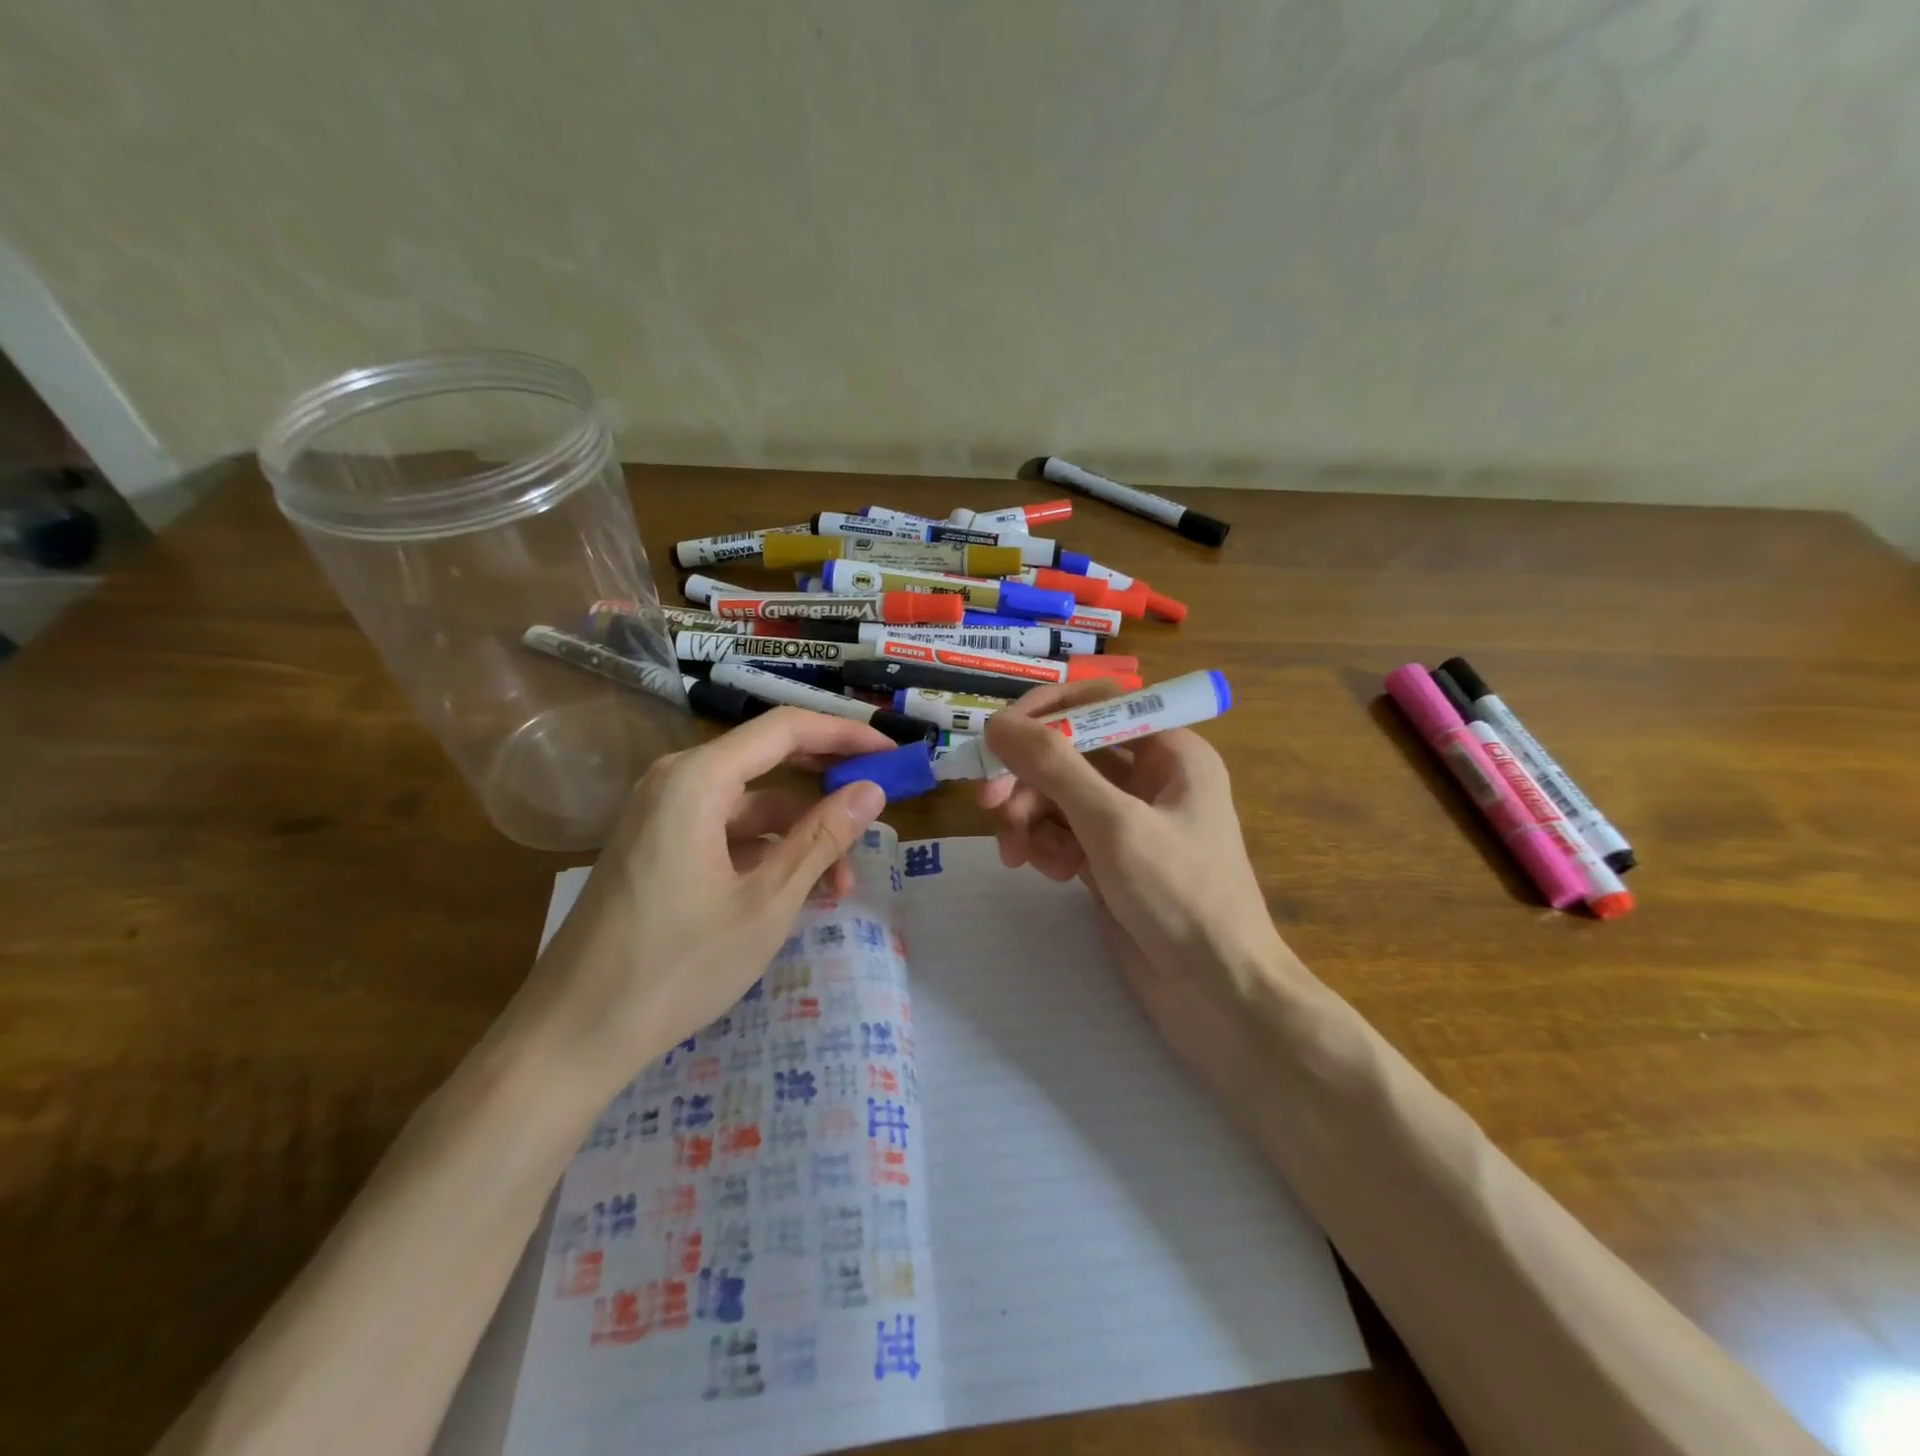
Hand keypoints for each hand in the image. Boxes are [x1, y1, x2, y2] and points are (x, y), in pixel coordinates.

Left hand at [512, 709, 888, 1089]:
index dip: (845, 734)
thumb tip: (872, 790)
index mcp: (697, 779)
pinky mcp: (657, 847)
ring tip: (839, 887)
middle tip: (878, 806)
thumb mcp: (766, 902)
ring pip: (751, 806)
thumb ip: (822, 838)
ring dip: (800, 834)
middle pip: (769, 760)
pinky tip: (794, 892)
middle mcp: (676, 782)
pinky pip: (726, 832)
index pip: (786, 729)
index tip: (892, 753)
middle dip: (827, 784)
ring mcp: (662, 815)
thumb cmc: (676, 966)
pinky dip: (766, 852)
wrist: (572, 1036)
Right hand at [976, 682, 1305, 1078]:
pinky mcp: (1110, 857)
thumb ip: (1054, 767)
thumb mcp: (1113, 825)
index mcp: (1169, 750)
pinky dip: (1048, 846)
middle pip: (1069, 752)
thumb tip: (997, 723)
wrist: (1219, 996)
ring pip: (1058, 794)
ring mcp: (1128, 819)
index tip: (996, 737)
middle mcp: (1150, 776)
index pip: (1096, 703)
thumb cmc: (1180, 897)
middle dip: (1028, 778)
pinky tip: (1053, 874)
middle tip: (991, 807)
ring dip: (1031, 819)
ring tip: (1022, 857)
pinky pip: (1063, 831)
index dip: (1043, 713)